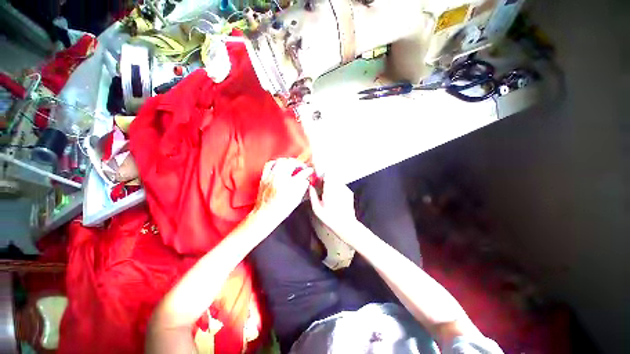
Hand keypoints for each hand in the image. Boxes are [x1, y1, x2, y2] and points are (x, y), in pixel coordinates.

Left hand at [254, 158, 312, 223]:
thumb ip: (302, 188)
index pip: (302, 174)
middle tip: (302, 166)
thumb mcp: (296, 200)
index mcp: (289, 185)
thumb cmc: (281, 209)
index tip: (310, 170)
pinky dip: (275, 162)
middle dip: (298, 163)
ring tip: (292, 164)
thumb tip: (305, 180)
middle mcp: (279, 178)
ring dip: (288, 161)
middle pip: (290, 163)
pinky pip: (269, 164)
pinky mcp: (264, 177)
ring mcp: (270, 177)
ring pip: (280, 161)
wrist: (265, 214)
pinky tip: (279, 164)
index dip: (308, 171)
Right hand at [308, 177, 357, 237]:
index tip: (317, 180)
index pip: (326, 174)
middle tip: (321, 188)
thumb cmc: (330, 218)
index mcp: (329, 190)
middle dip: (326, 180)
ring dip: (332, 185)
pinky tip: (335, 199)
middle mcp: (339, 188)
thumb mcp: (317, 208)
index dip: (321, 176)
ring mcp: (345, 189)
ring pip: (337, 181)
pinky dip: (337, 190)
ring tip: (329, 195)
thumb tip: (310, 187)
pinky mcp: (349, 193)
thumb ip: (312, 195)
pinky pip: (341, 187)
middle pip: (331, 176)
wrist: (345, 225)